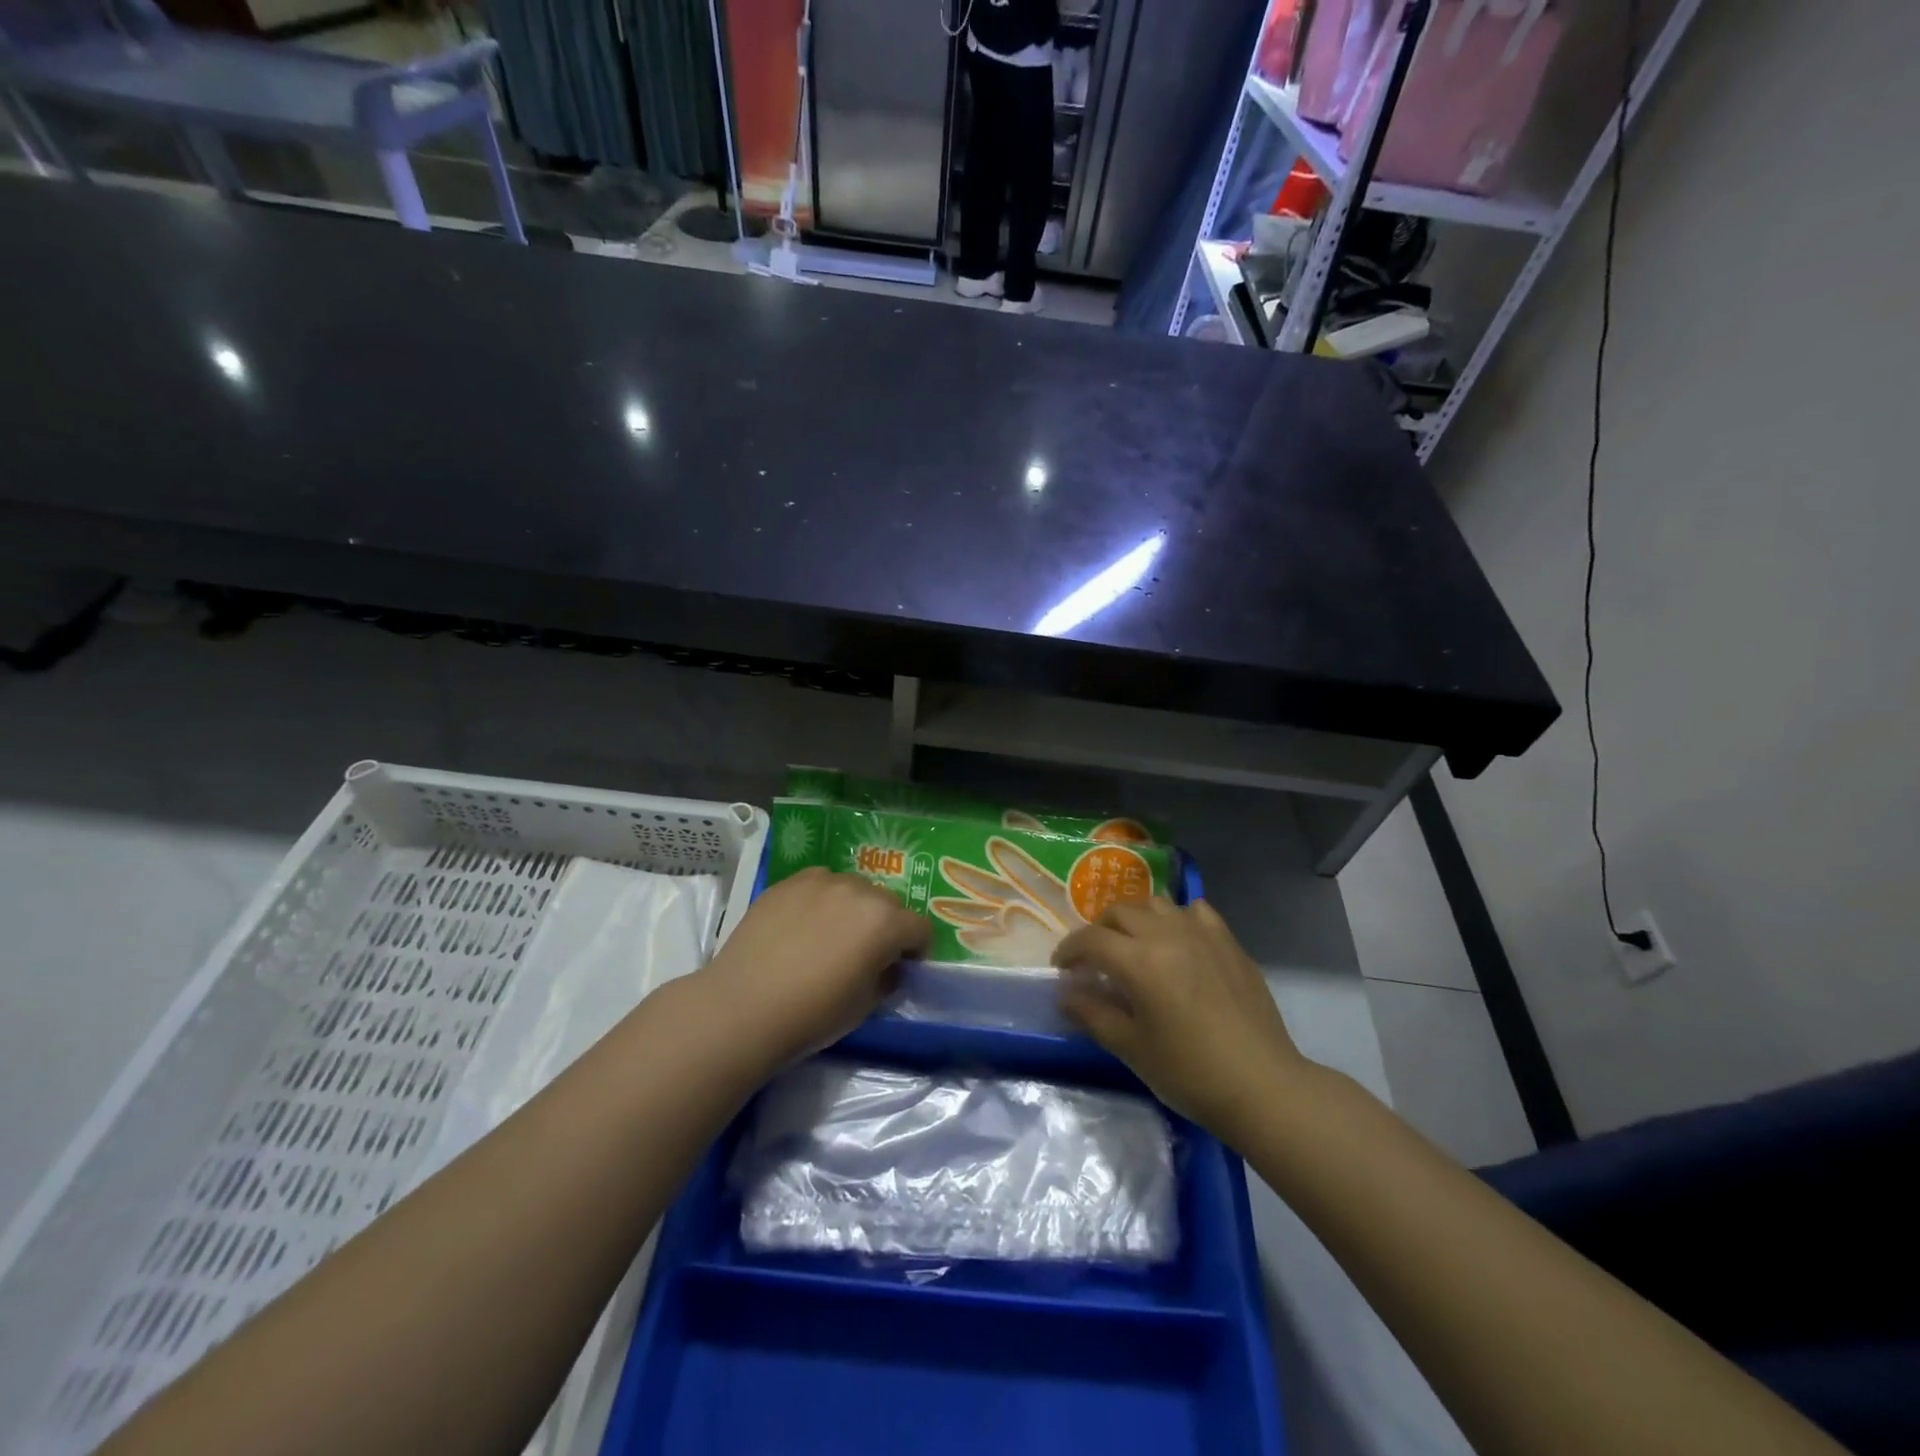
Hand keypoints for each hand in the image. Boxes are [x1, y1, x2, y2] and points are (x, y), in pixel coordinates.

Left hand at [700, 868, 928, 1068]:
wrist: (743, 1006)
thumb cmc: (812, 1014)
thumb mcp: (865, 1006)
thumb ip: (887, 978)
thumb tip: (888, 966)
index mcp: (885, 922)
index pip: (919, 928)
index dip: (915, 950)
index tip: (901, 967)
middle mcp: (859, 891)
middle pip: (888, 903)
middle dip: (885, 926)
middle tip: (865, 954)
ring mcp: (822, 881)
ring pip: (854, 889)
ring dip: (854, 909)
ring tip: (830, 936)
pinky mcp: (789, 882)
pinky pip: (820, 883)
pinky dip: (822, 899)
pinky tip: (803, 924)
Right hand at [1053, 898, 1305, 1144]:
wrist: (1263, 1086)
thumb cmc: (1190, 1073)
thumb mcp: (1132, 1048)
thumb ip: (1093, 1014)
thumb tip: (1065, 994)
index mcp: (1139, 961)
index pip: (1091, 940)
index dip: (1069, 950)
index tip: (1061, 968)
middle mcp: (1168, 935)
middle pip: (1120, 913)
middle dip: (1098, 931)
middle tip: (1093, 959)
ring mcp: (1203, 934)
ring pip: (1156, 904)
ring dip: (1135, 918)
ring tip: (1132, 945)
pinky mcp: (1229, 943)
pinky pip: (1195, 912)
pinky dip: (1176, 918)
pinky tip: (1177, 940)